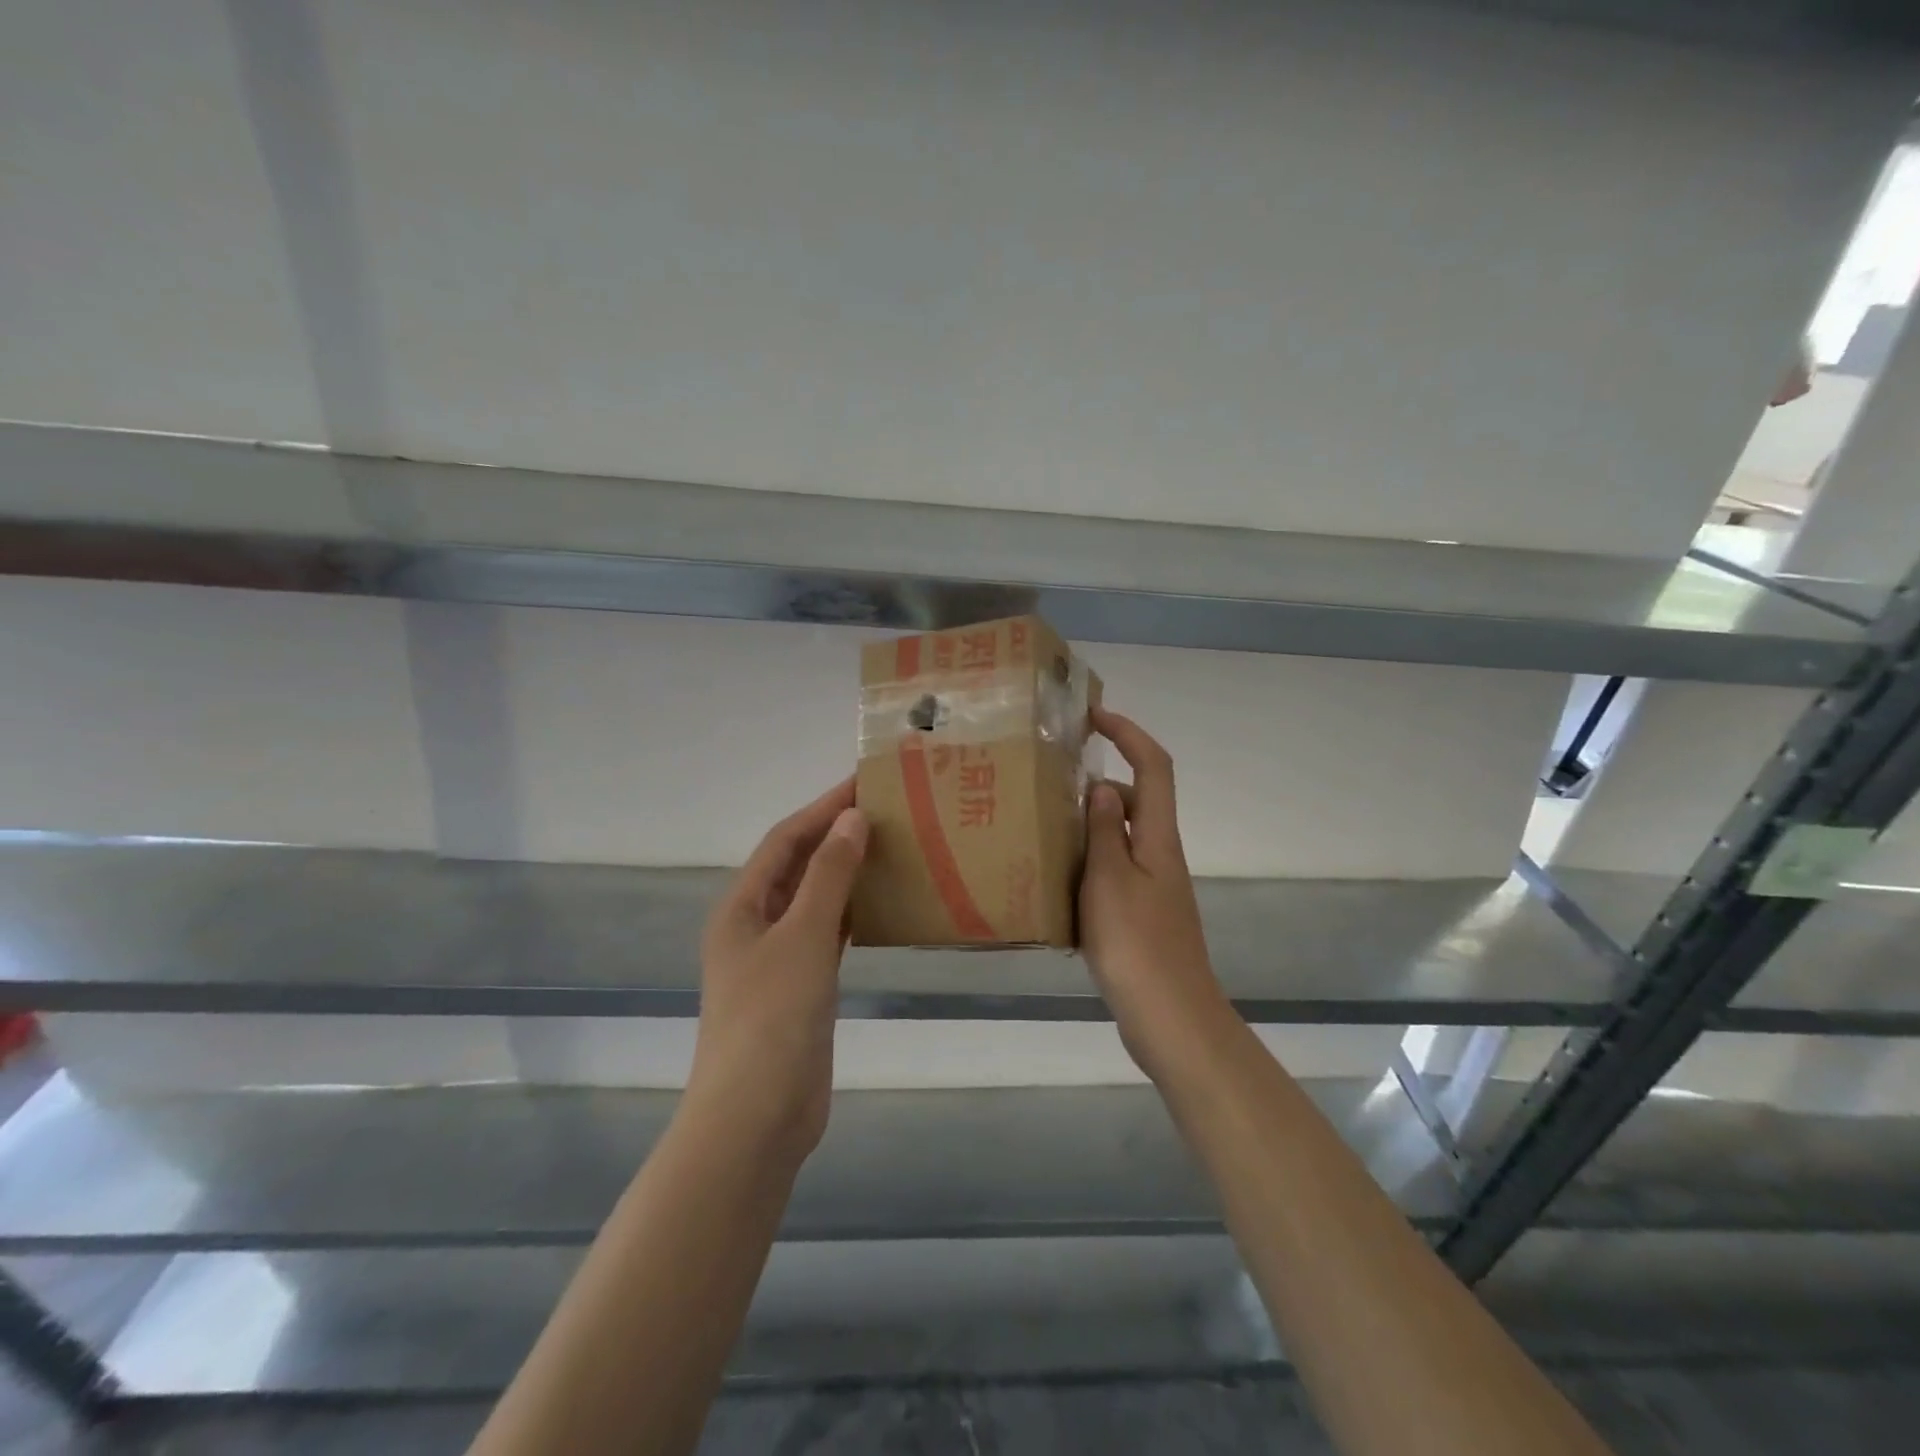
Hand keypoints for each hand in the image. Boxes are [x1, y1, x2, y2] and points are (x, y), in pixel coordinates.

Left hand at [689, 779, 867, 1161]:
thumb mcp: (803, 937)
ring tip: (891, 847)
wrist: (757, 1118)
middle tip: (887, 810)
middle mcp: (755, 925)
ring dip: (846, 872)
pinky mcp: (801, 987)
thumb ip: (829, 876)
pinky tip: (883, 904)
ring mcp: (777, 959)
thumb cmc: (773, 1018)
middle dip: (836, 834)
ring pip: (815, 899)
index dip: (823, 807)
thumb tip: (851, 818)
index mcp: (742, 906)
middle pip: (798, 865)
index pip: (786, 839)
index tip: (865, 781)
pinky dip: (852, 913)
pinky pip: (828, 934)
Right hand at [1081, 709, 1237, 1081]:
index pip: (1154, 767)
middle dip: (1101, 784)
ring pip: (1122, 840)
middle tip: (1052, 786)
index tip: (1094, 717)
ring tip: (1044, 832)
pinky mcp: (1143, 918)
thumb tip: (1104, 785)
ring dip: (1090, 828)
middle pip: (1138, 801)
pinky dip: (1089, 867)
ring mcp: (1154, 889)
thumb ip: (1105, 830)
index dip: (1129, 734)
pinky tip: (1056, 886)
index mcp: (1158, 839)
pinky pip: (1114, 873)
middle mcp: (1161, 856)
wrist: (1170, 1019)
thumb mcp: (1109, 880)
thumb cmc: (1136, 944)